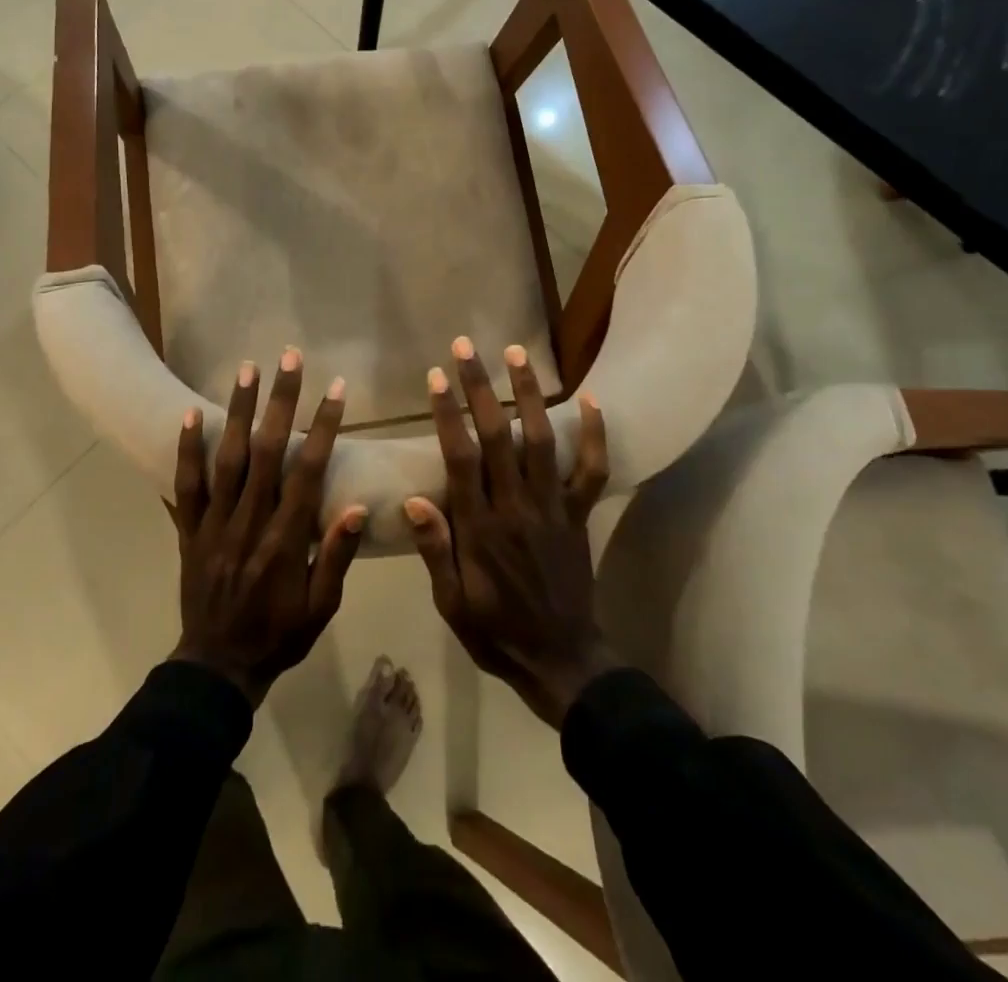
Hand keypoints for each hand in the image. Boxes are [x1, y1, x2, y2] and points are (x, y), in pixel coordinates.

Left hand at [166, 349, 366, 707]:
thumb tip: (358, 507)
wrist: (218, 667)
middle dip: (281, 401)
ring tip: (247, 369)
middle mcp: (248, 523)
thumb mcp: (322, 608)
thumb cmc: (279, 636)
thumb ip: (337, 557)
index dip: (323, 427)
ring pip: (226, 459)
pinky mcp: (188, 532)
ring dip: (238, 411)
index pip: (307, 472)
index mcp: (285, 541)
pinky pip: (185, 486)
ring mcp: (214, 525)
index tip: (335, 389)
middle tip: (289, 358)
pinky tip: (190, 414)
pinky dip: (186, 449)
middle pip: (266, 452)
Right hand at [405, 337, 615, 728]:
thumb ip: (435, 549)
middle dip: (480, 387)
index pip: (460, 457)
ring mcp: (553, 507)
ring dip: (529, 393)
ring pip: (542, 440)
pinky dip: (595, 434)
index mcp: (480, 527)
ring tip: (517, 353)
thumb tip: (412, 499)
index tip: (437, 376)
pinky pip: (592, 470)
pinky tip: (591, 398)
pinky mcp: (579, 515)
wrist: (561, 661)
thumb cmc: (495, 631)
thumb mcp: (451, 602)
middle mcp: (517, 506)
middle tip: (465, 347)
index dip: (448, 413)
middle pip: (498, 435)